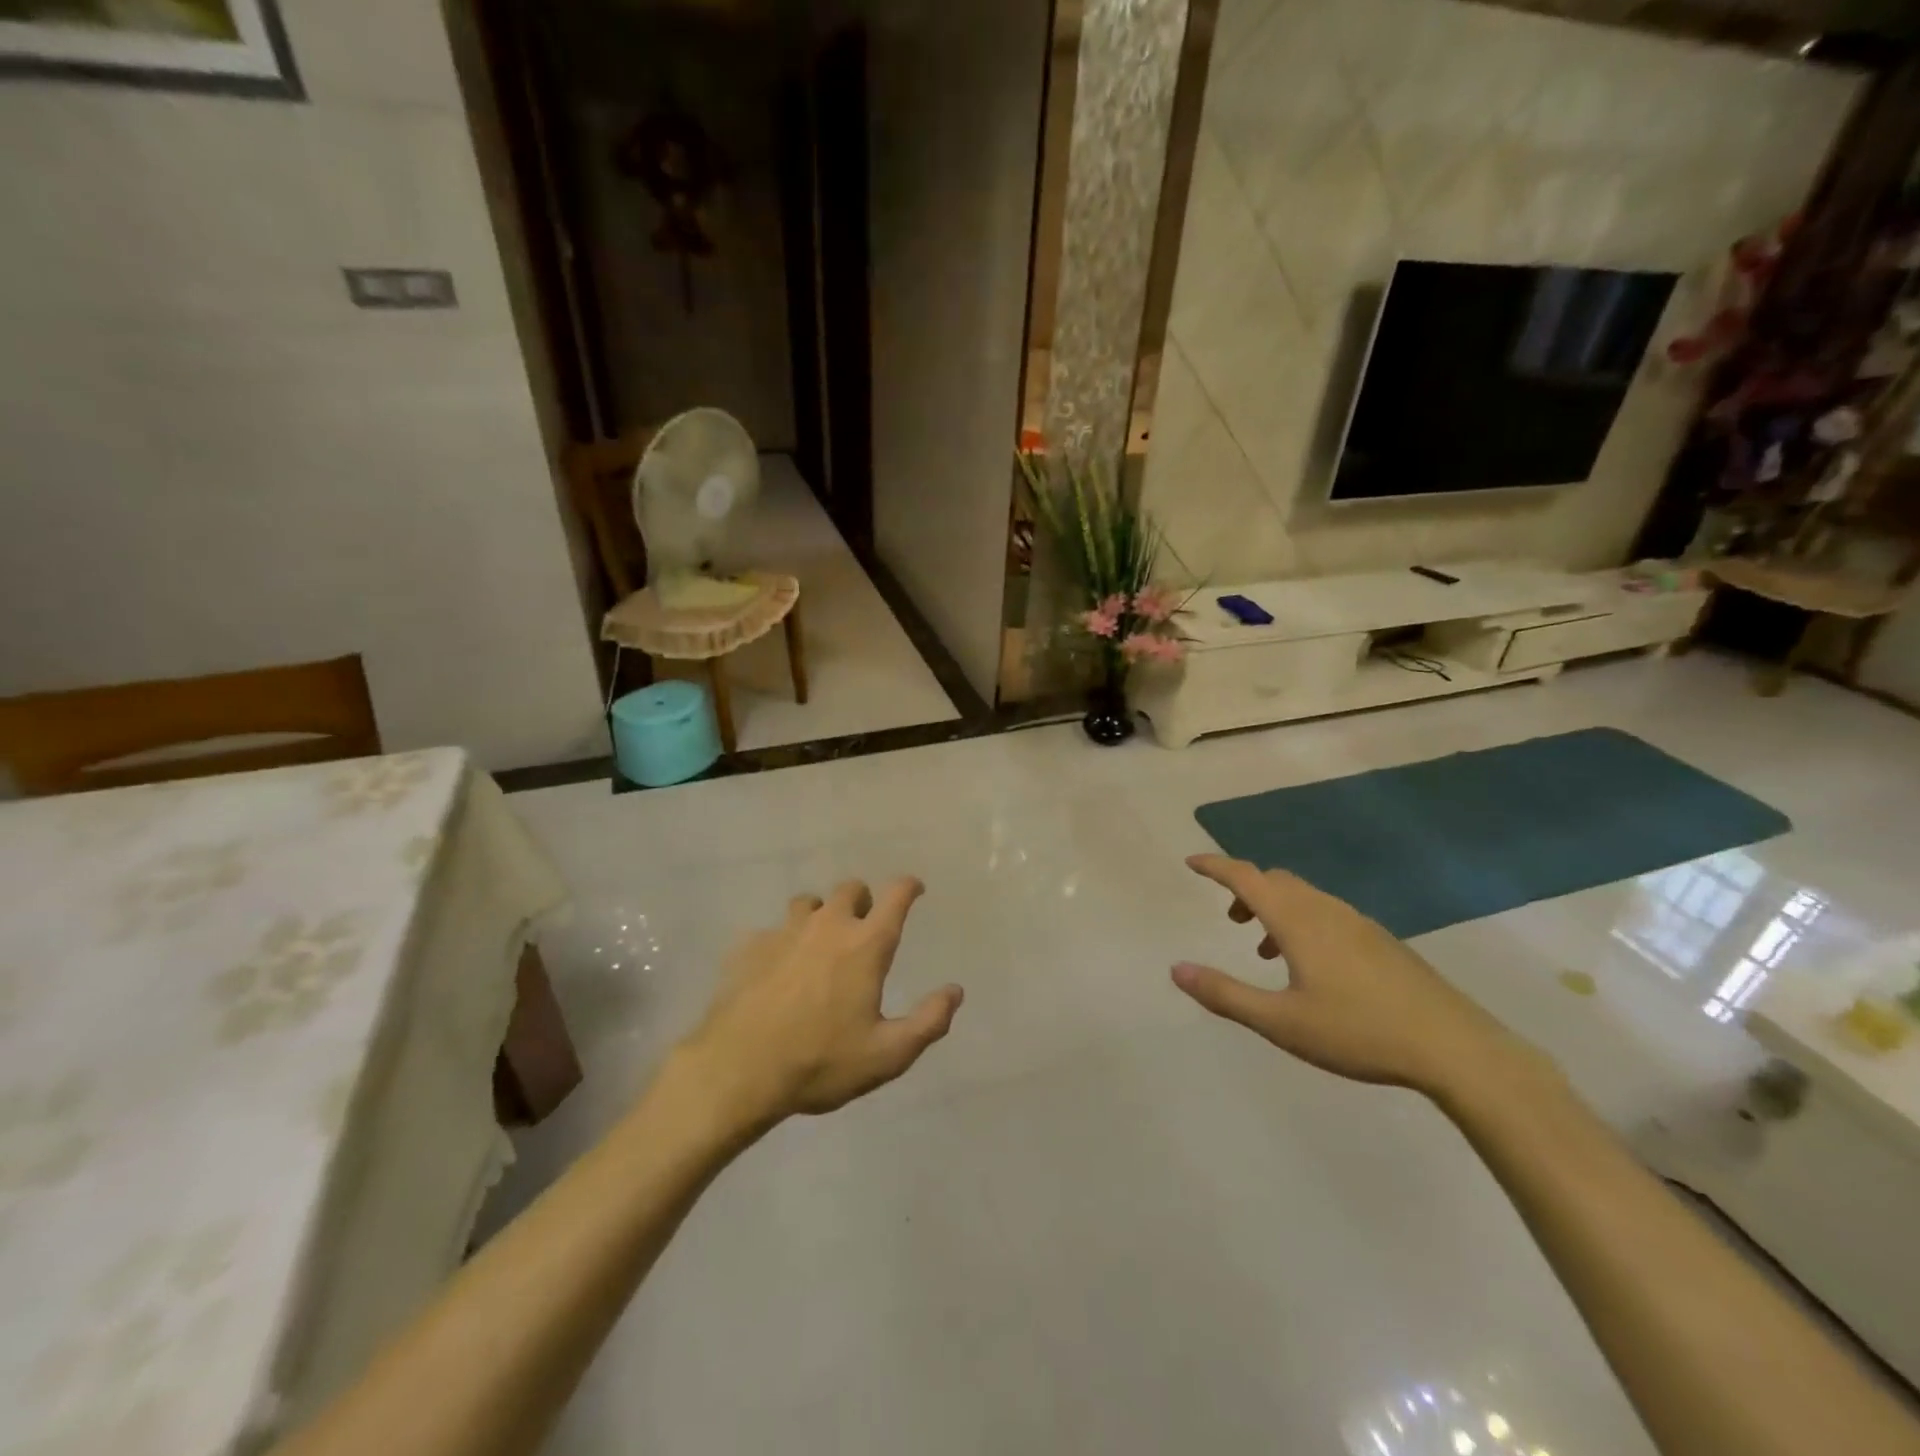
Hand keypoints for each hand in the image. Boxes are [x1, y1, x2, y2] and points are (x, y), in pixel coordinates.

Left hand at [679, 878, 963, 1127]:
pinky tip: (776, 971)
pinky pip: (771, 932)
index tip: (915, 889)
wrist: (738, 1071)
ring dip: (820, 915)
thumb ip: (928, 1022)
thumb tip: (955, 991)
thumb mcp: (887, 1055)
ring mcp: (784, 932)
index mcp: (866, 944)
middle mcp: (827, 926)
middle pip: (850, 889)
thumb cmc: (820, 1062)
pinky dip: (781, 943)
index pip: (895, 895)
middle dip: (862, 901)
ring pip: (807, 904)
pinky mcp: (749, 947)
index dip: (908, 886)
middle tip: (864, 927)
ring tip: (819, 945)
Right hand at [1173, 854, 1551, 1101]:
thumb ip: (1225, 994)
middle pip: (1275, 881)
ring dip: (1274, 908)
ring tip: (1264, 950)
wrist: (1455, 1048)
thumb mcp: (1280, 1022)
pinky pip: (1326, 914)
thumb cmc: (1358, 1032)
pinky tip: (1311, 968)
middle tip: (1229, 919)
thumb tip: (1176, 969)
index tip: (1190, 862)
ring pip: (1303, 897)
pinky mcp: (1381, 942)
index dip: (1215, 867)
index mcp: (1297, 921)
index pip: (1246, 877)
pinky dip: (1302, 923)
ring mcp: (1358, 924)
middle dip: (1245, 890)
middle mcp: (1326, 911)